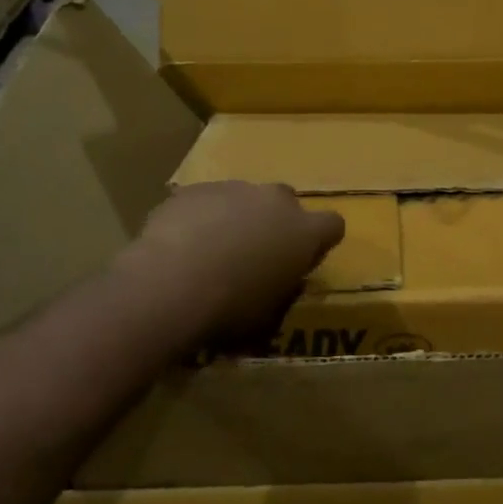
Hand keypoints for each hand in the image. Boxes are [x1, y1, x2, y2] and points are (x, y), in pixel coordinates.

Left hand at [118, 181, 344, 343]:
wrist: (170, 282)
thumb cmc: (229, 307)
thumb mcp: (267, 315)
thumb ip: (282, 290)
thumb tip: (281, 283)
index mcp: (303, 232)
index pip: (333, 225)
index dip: (319, 241)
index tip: (303, 259)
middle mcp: (275, 200)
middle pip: (286, 202)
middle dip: (275, 222)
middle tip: (254, 255)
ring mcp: (234, 188)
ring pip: (243, 198)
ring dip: (235, 218)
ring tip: (210, 253)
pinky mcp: (196, 189)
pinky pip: (206, 201)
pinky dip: (200, 217)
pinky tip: (180, 246)